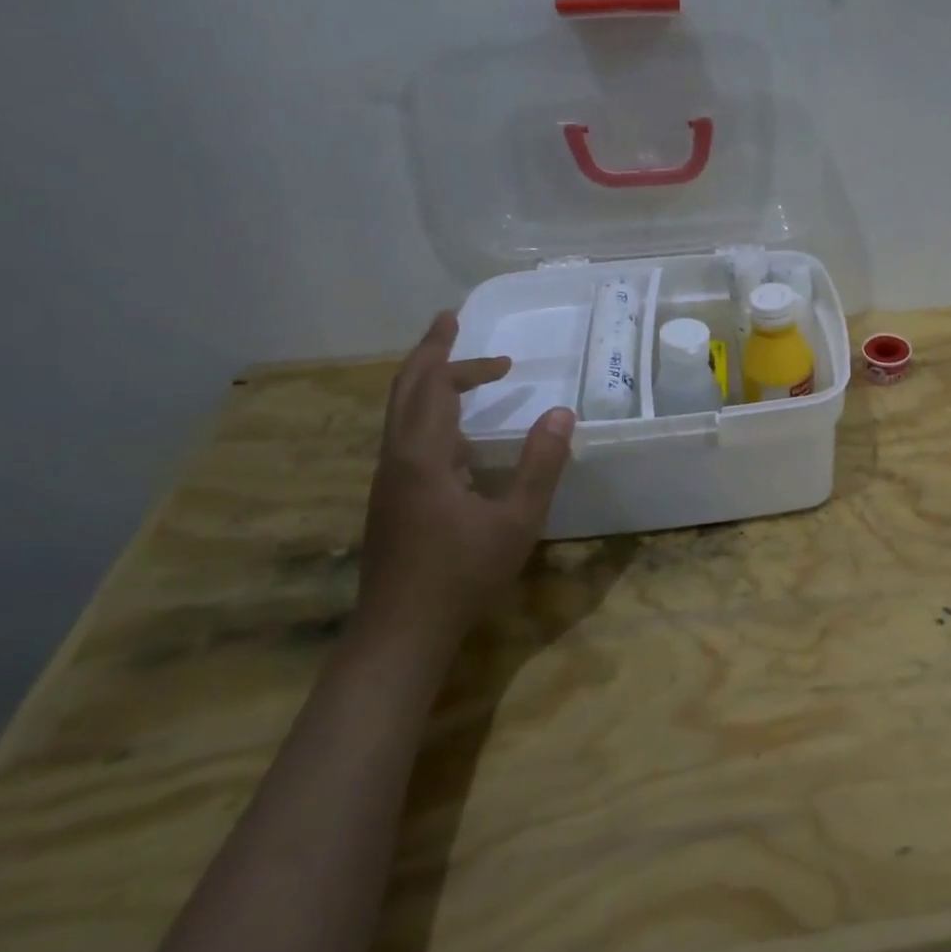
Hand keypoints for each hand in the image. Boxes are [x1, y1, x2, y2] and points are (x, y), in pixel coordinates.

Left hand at [357, 311, 574, 651]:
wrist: (400, 633)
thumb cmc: (462, 575)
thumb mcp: (516, 520)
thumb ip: (540, 464)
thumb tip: (561, 413)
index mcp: (422, 456)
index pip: (429, 385)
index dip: (444, 350)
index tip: (456, 319)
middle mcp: (396, 460)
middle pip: (406, 392)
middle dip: (432, 358)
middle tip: (456, 331)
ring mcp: (388, 481)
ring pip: (403, 416)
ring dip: (434, 388)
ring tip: (474, 380)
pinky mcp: (391, 501)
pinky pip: (408, 439)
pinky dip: (433, 417)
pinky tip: (462, 438)